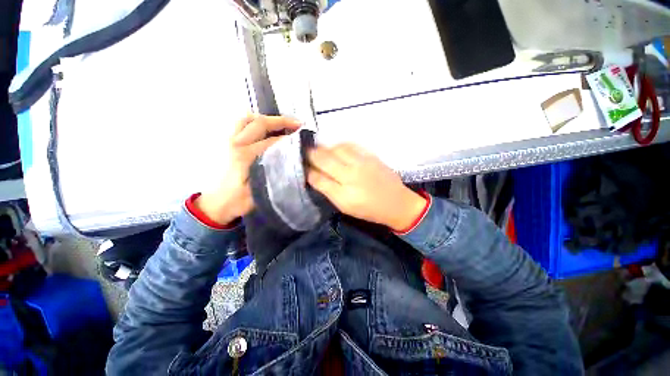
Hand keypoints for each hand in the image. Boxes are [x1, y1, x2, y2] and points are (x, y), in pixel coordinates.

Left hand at [195, 114, 299, 224]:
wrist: (216, 204)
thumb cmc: (239, 200)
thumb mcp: (260, 190)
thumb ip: (274, 174)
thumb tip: (290, 161)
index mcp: (244, 156)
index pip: (271, 141)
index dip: (289, 139)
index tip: (302, 138)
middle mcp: (235, 143)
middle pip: (259, 123)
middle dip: (281, 121)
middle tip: (297, 123)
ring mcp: (227, 140)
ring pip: (247, 119)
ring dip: (266, 119)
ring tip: (281, 123)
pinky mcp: (225, 142)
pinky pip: (239, 124)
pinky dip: (253, 122)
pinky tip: (263, 128)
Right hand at [307, 144, 426, 231]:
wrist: (396, 203)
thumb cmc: (369, 209)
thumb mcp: (345, 207)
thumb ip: (329, 191)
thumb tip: (314, 176)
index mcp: (343, 193)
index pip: (317, 178)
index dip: (307, 171)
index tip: (302, 167)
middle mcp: (350, 175)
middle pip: (324, 159)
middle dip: (311, 154)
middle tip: (305, 153)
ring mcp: (361, 163)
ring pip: (335, 149)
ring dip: (324, 147)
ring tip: (319, 149)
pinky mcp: (370, 156)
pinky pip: (351, 145)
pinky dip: (339, 144)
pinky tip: (336, 147)